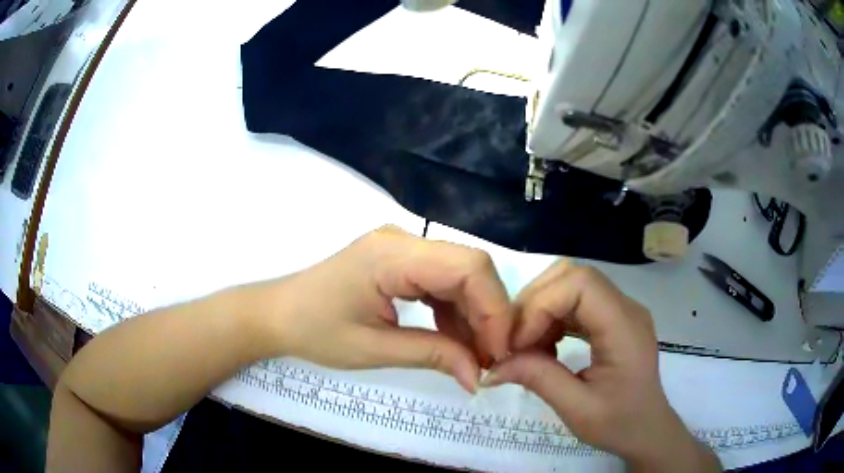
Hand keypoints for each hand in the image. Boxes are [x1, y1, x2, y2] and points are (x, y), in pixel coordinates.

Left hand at [257, 225, 511, 391]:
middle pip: (470, 267)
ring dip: (473, 314)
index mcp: (391, 255)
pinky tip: (453, 338)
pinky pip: (441, 281)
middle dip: (488, 314)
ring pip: (460, 274)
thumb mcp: (373, 349)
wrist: (277, 314)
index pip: (468, 266)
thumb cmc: (314, 331)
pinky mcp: (399, 261)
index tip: (498, 352)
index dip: (494, 308)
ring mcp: (401, 248)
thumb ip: (433, 356)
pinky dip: (454, 310)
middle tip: (490, 358)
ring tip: (474, 355)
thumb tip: (479, 377)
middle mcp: (403, 240)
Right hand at [484, 262, 720, 471]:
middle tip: (513, 341)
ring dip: (541, 309)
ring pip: (571, 284)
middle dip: (535, 303)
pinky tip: (544, 346)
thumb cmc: (619, 424)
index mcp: (624, 328)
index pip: (580, 284)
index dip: (541, 305)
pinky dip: (552, 318)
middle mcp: (625, 308)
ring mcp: (620, 310)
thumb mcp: (577, 409)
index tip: (516, 344)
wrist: (647, 430)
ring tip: (525, 346)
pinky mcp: (612, 318)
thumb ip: (538, 379)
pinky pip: (576, 302)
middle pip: (573, 276)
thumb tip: (492, 367)